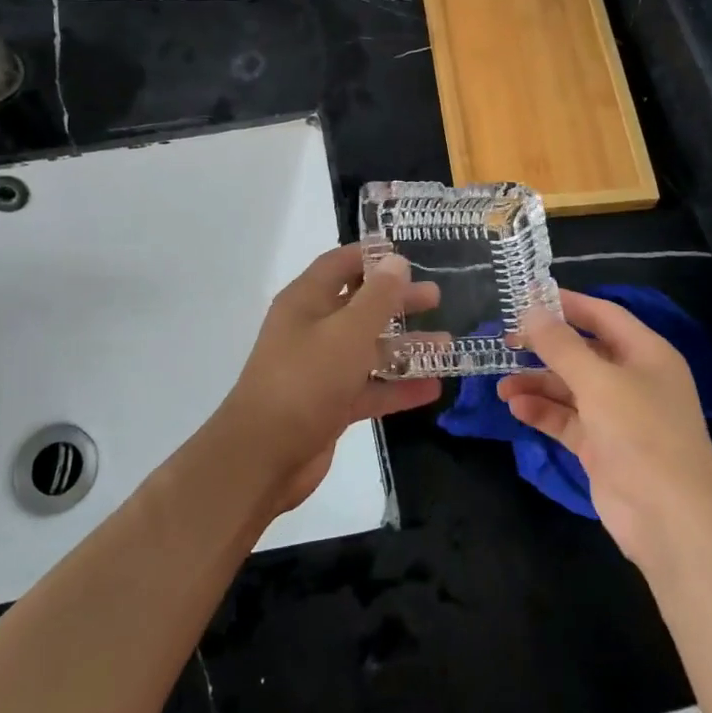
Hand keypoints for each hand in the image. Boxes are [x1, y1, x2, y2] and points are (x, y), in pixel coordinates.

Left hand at [218, 244, 442, 513]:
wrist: (263, 456)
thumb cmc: (306, 380)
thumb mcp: (348, 332)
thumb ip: (377, 297)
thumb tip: (396, 261)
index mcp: (306, 301)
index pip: (339, 265)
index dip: (370, 256)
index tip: (406, 256)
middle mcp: (312, 330)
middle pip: (359, 306)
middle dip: (397, 301)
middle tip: (435, 298)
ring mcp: (320, 369)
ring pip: (368, 350)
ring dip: (405, 346)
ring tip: (447, 343)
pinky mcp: (330, 405)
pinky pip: (370, 388)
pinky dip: (398, 388)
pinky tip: (433, 388)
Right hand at [499, 290, 711, 565]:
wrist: (671, 520)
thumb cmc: (641, 433)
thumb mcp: (598, 381)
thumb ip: (561, 345)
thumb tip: (532, 310)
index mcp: (646, 353)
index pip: (603, 316)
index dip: (567, 304)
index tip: (526, 296)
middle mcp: (633, 379)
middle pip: (583, 352)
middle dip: (545, 347)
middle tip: (505, 341)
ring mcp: (618, 416)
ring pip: (570, 388)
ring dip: (537, 383)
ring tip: (502, 385)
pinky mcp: (602, 448)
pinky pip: (567, 419)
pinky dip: (543, 412)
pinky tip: (516, 408)